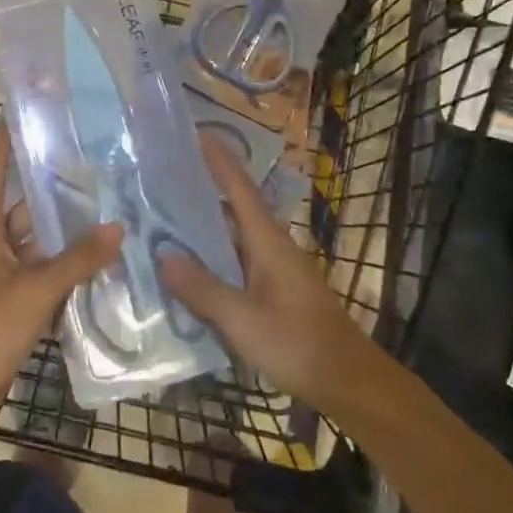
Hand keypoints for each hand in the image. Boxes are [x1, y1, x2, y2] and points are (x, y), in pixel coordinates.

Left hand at [0, 126, 121, 431]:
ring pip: (39, 242)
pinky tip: (100, 260)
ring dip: (67, 232)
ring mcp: (4, 275)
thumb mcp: (35, 290)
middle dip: (54, 189)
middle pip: (24, 207)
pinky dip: (68, 266)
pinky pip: (45, 272)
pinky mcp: (15, 302)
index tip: (23, 111)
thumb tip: (119, 227)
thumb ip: (78, 259)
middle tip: (94, 166)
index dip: (5, 142)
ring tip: (108, 208)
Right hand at [158, 133, 380, 412]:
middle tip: (165, 176)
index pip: (240, 187)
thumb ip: (203, 289)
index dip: (219, 159)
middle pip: (235, 206)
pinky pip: (237, 260)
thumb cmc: (298, 343)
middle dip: (204, 188)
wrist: (348, 380)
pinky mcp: (275, 290)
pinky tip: (192, 269)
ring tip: (167, 217)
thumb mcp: (243, 320)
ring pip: (234, 236)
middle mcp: (272, 245)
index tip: (197, 132)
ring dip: (205, 225)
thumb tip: (163, 256)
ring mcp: (276, 268)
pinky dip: (214, 256)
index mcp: (267, 240)